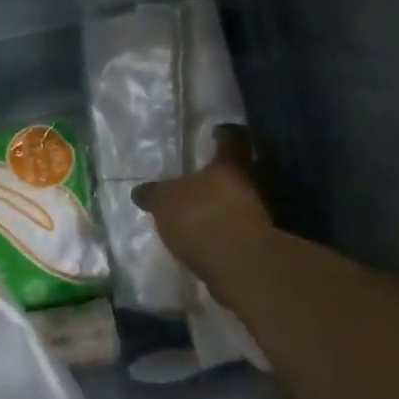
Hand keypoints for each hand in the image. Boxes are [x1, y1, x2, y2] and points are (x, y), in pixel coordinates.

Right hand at [132, 126, 272, 279]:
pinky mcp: (256, 242)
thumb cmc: (200, 218)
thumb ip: (154, 194)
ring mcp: (257, 214)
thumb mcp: (164, 202)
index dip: (224, 133)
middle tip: (199, 178)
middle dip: (221, 174)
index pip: (232, 138)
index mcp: (229, 164)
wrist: (239, 265)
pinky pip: (237, 227)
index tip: (216, 132)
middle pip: (239, 170)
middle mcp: (250, 183)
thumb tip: (140, 191)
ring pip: (239, 199)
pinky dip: (223, 228)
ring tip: (198, 211)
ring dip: (222, 203)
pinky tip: (204, 236)